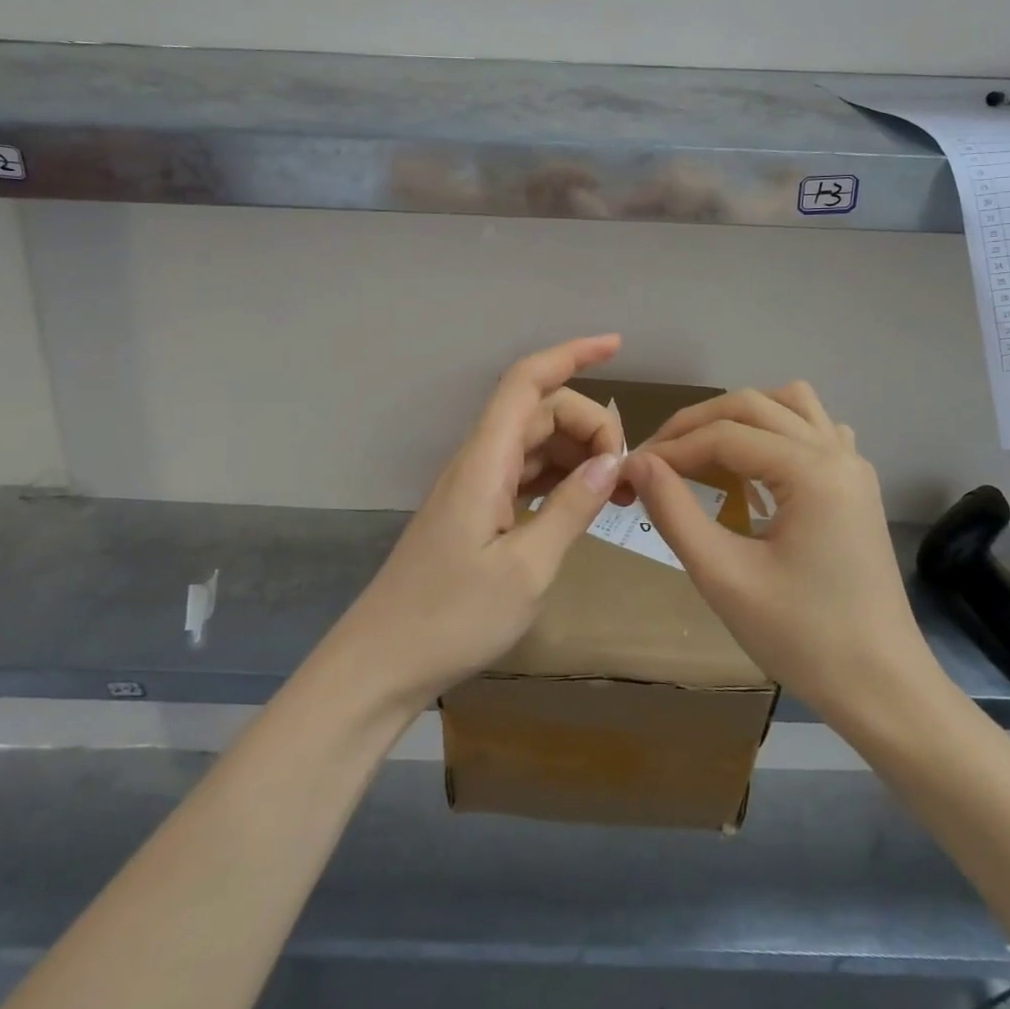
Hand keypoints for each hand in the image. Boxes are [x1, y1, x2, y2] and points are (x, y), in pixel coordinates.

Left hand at [327, 335, 626, 712]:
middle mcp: (478, 460)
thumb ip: (571, 507)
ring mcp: (475, 485)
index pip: (527, 381)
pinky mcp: (476, 510)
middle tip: (627, 474)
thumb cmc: (451, 618)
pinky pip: (525, 473)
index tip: (616, 346)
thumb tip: (612, 461)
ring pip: (535, 441)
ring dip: (578, 451)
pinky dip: (559, 476)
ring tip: (618, 488)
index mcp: (485, 461)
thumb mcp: (527, 569)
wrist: (382, 662)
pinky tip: (584, 500)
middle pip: (540, 411)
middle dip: (590, 425)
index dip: (571, 354)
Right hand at [625, 382, 944, 725]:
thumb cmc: (803, 638)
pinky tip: (756, 468)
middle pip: (753, 405)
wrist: (883, 689)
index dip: (670, 448)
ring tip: (703, 452)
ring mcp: (853, 465)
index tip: (629, 472)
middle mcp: (837, 452)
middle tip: (655, 460)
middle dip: (696, 425)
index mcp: (812, 471)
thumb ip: (674, 511)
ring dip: (739, 417)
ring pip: (788, 404)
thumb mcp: (724, 577)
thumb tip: (636, 462)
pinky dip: (775, 430)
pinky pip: (814, 428)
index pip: (724, 435)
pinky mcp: (856, 484)